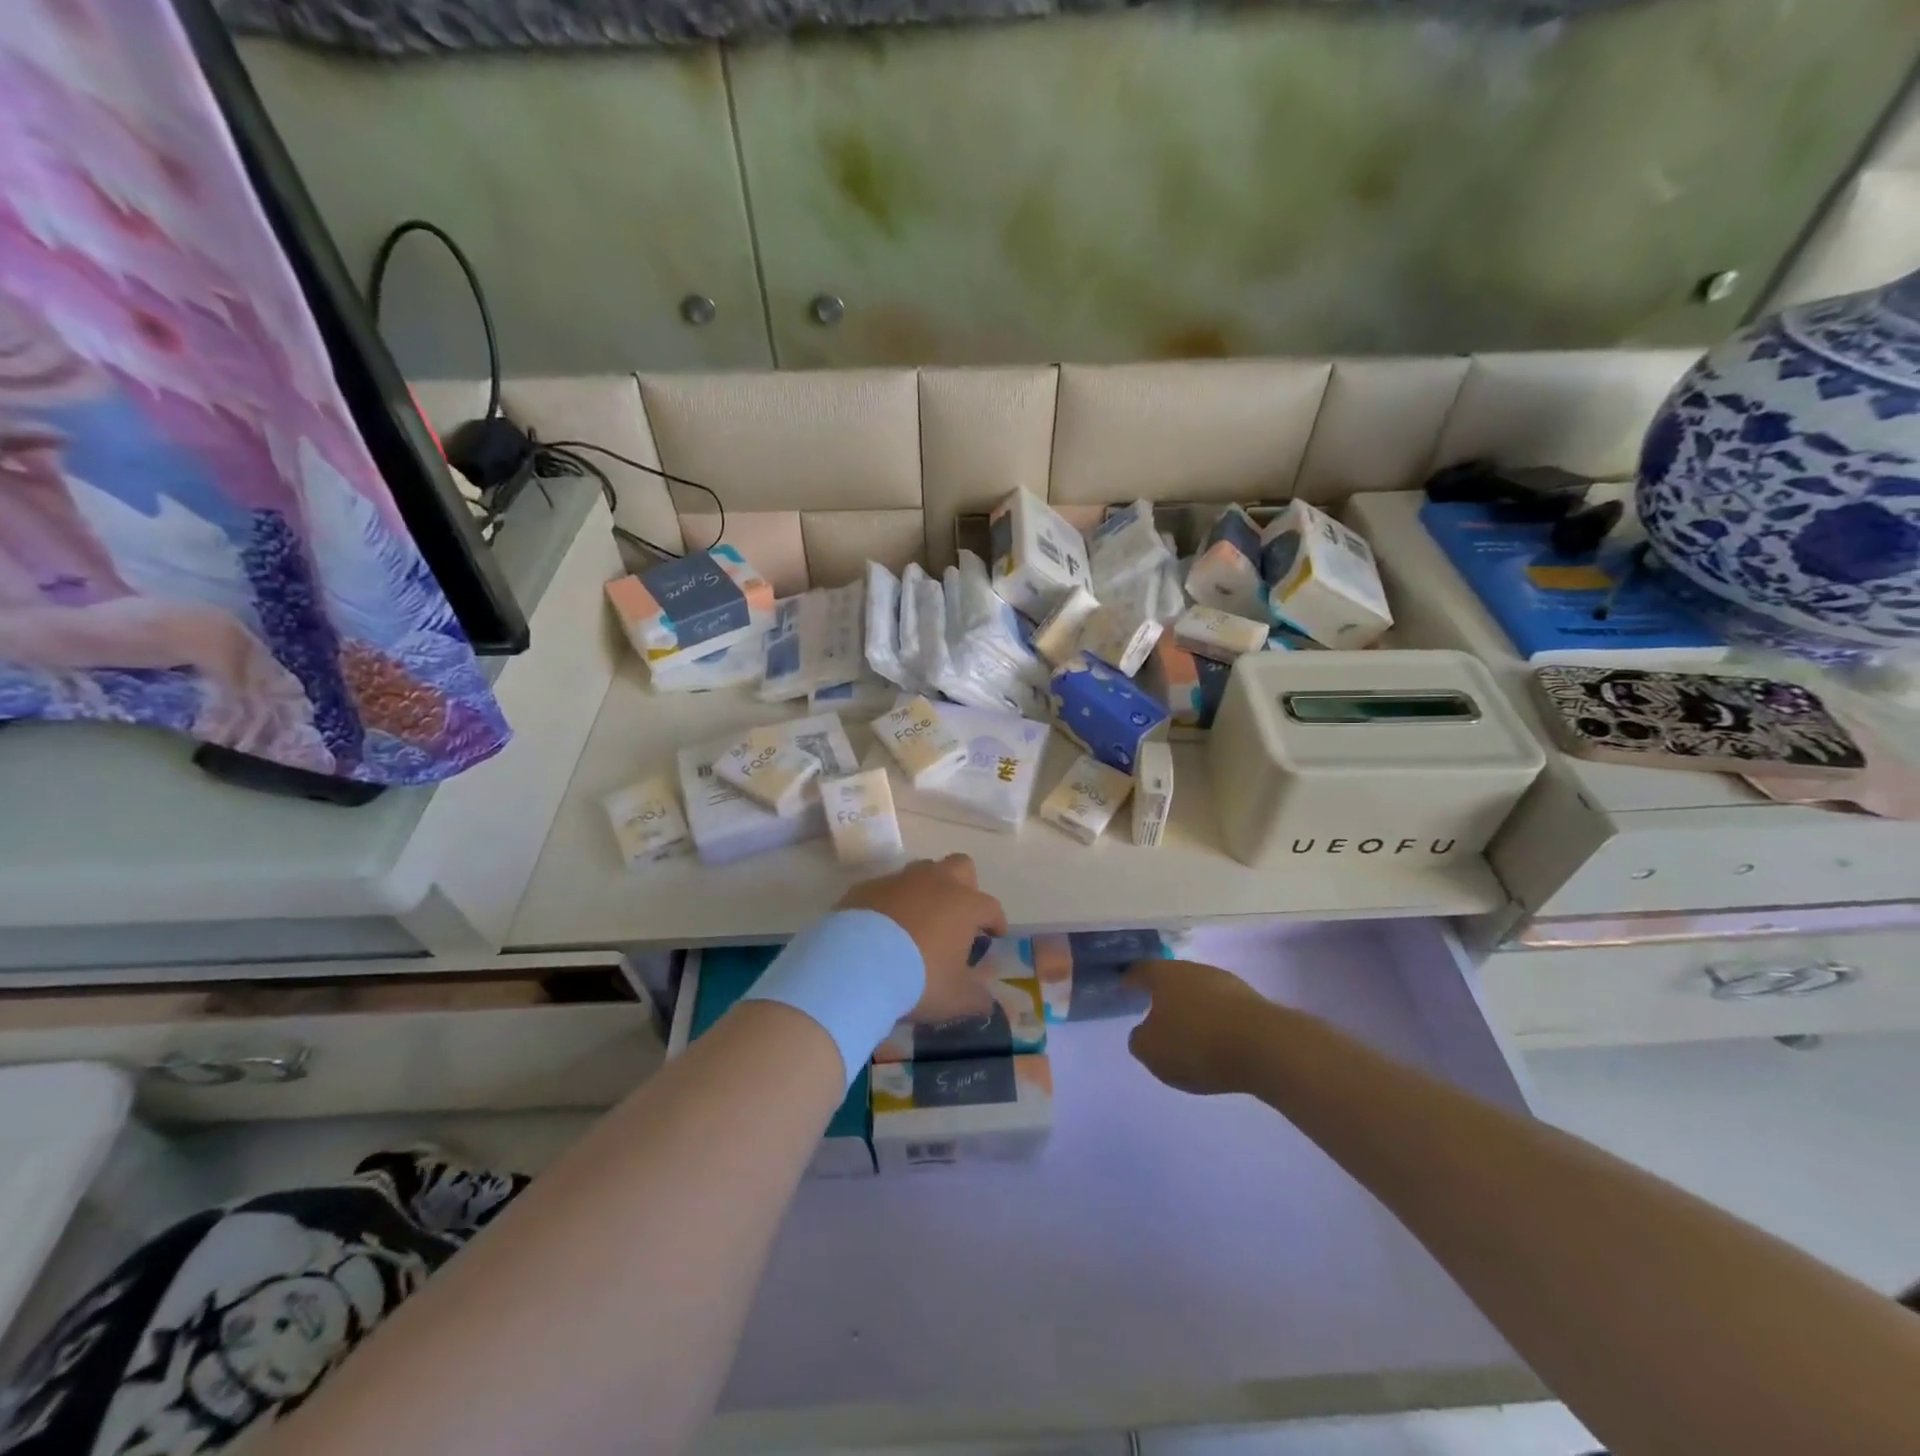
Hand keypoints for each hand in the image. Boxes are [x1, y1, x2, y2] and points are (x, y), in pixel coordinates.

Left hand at [838, 855, 1006, 1021]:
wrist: (856, 964)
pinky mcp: (867, 887)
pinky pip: (886, 888)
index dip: (996, 921)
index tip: (994, 936)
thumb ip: (977, 998)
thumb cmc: (918, 979)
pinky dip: (891, 902)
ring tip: (919, 920)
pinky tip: (883, 927)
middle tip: (958, 915)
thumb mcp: (956, 999)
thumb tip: (986, 1001)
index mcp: (964, 905)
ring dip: (926, 890)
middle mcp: (935, 882)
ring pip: (922, 871)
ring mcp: (899, 880)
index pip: (991, 906)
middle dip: (965, 886)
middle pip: (961, 867)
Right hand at [1124, 959, 1274, 1095]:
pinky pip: (1223, 1009)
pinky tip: (1215, 1041)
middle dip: (1163, 995)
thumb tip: (1144, 1032)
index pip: (1139, 972)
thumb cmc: (1196, 1044)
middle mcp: (1193, 969)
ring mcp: (1226, 982)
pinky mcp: (1252, 1001)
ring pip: (1199, 992)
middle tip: (1155, 1013)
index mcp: (1163, 975)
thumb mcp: (1151, 1051)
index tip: (1124, 990)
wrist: (1265, 1047)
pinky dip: (1215, 1021)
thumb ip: (1139, 1040)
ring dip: (1192, 1008)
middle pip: (1172, 978)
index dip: (1130, 981)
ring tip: (1187, 1031)